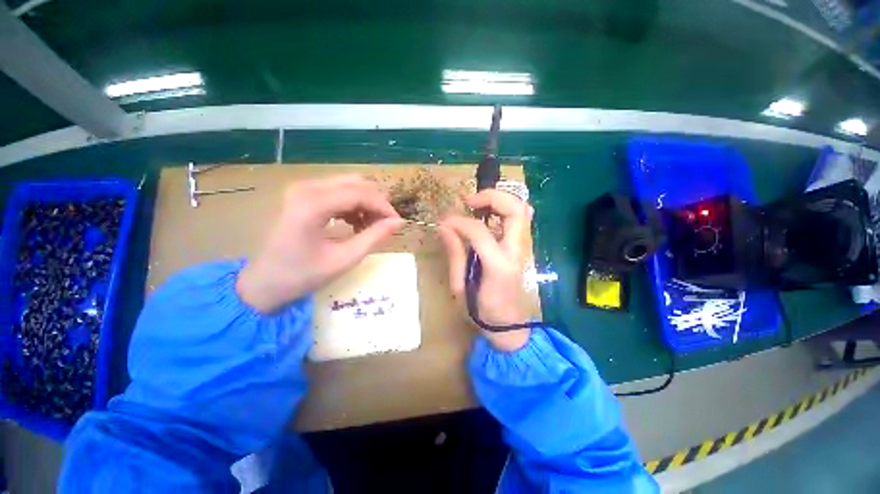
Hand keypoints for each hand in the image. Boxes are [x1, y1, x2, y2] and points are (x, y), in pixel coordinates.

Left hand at [237, 175, 401, 313]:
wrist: (263, 283)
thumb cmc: (302, 275)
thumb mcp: (344, 259)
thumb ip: (374, 237)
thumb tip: (398, 222)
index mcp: (312, 204)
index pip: (361, 193)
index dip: (384, 207)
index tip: (397, 223)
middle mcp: (306, 187)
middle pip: (356, 182)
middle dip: (376, 202)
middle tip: (385, 225)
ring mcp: (302, 189)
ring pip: (348, 184)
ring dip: (366, 202)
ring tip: (370, 226)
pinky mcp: (302, 194)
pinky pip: (337, 190)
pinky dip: (353, 203)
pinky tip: (355, 222)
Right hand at [439, 190, 533, 351]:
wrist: (507, 325)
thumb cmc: (481, 311)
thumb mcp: (459, 287)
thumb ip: (455, 254)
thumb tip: (444, 226)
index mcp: (498, 266)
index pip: (479, 231)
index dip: (459, 222)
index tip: (444, 222)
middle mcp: (515, 252)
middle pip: (515, 210)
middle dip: (492, 196)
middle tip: (469, 201)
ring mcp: (522, 249)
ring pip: (522, 210)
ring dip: (501, 199)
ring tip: (477, 204)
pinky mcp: (520, 248)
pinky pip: (520, 219)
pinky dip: (506, 208)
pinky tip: (489, 213)